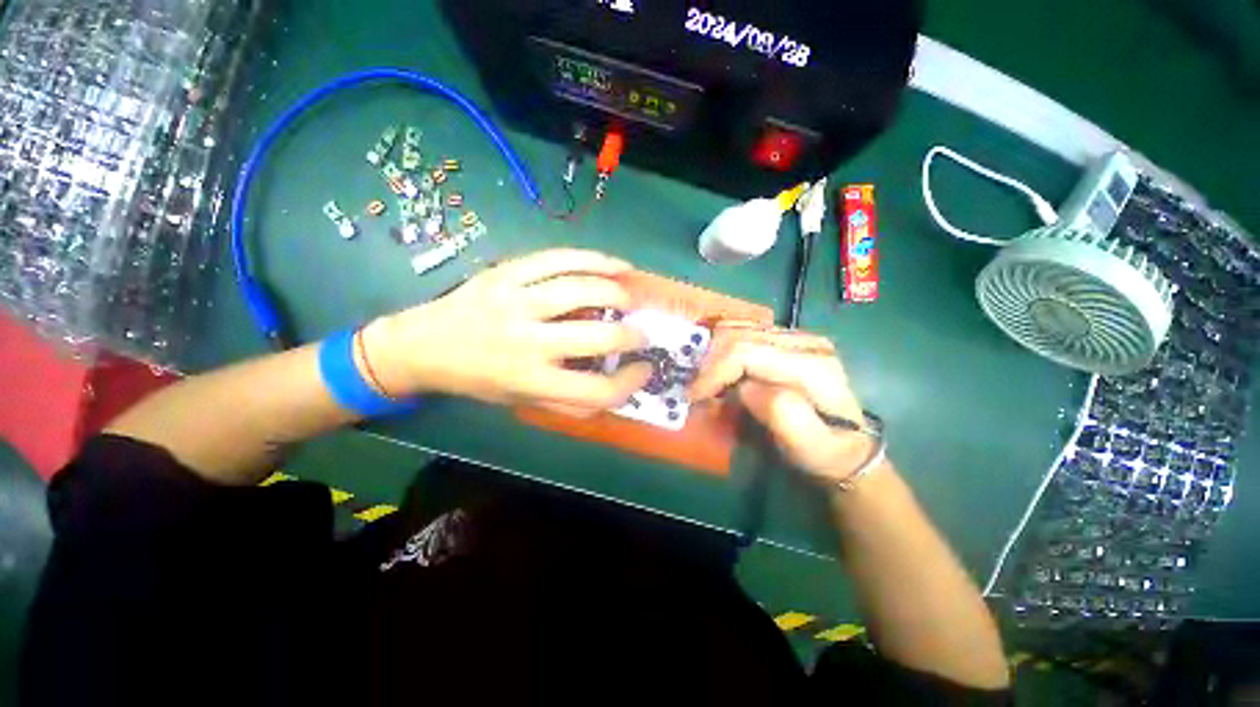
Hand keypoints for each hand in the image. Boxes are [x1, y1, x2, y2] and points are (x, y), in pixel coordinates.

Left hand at [362, 249, 652, 413]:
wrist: (423, 345)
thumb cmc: (479, 379)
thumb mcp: (522, 401)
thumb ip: (568, 399)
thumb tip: (615, 388)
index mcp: (529, 381)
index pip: (596, 391)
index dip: (629, 383)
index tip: (643, 369)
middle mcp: (525, 342)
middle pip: (596, 338)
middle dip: (632, 336)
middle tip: (643, 333)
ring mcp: (515, 301)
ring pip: (581, 289)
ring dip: (618, 294)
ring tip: (631, 299)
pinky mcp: (507, 272)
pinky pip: (559, 259)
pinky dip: (595, 260)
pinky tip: (616, 266)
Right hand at [689, 321, 874, 482]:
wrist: (847, 443)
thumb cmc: (825, 450)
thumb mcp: (809, 446)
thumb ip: (782, 415)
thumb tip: (744, 387)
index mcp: (813, 364)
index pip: (746, 351)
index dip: (713, 370)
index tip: (693, 395)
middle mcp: (804, 341)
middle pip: (738, 335)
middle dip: (708, 362)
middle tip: (695, 390)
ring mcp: (794, 336)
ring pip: (737, 328)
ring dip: (712, 354)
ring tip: (705, 382)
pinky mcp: (784, 338)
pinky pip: (741, 332)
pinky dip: (722, 349)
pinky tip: (719, 370)